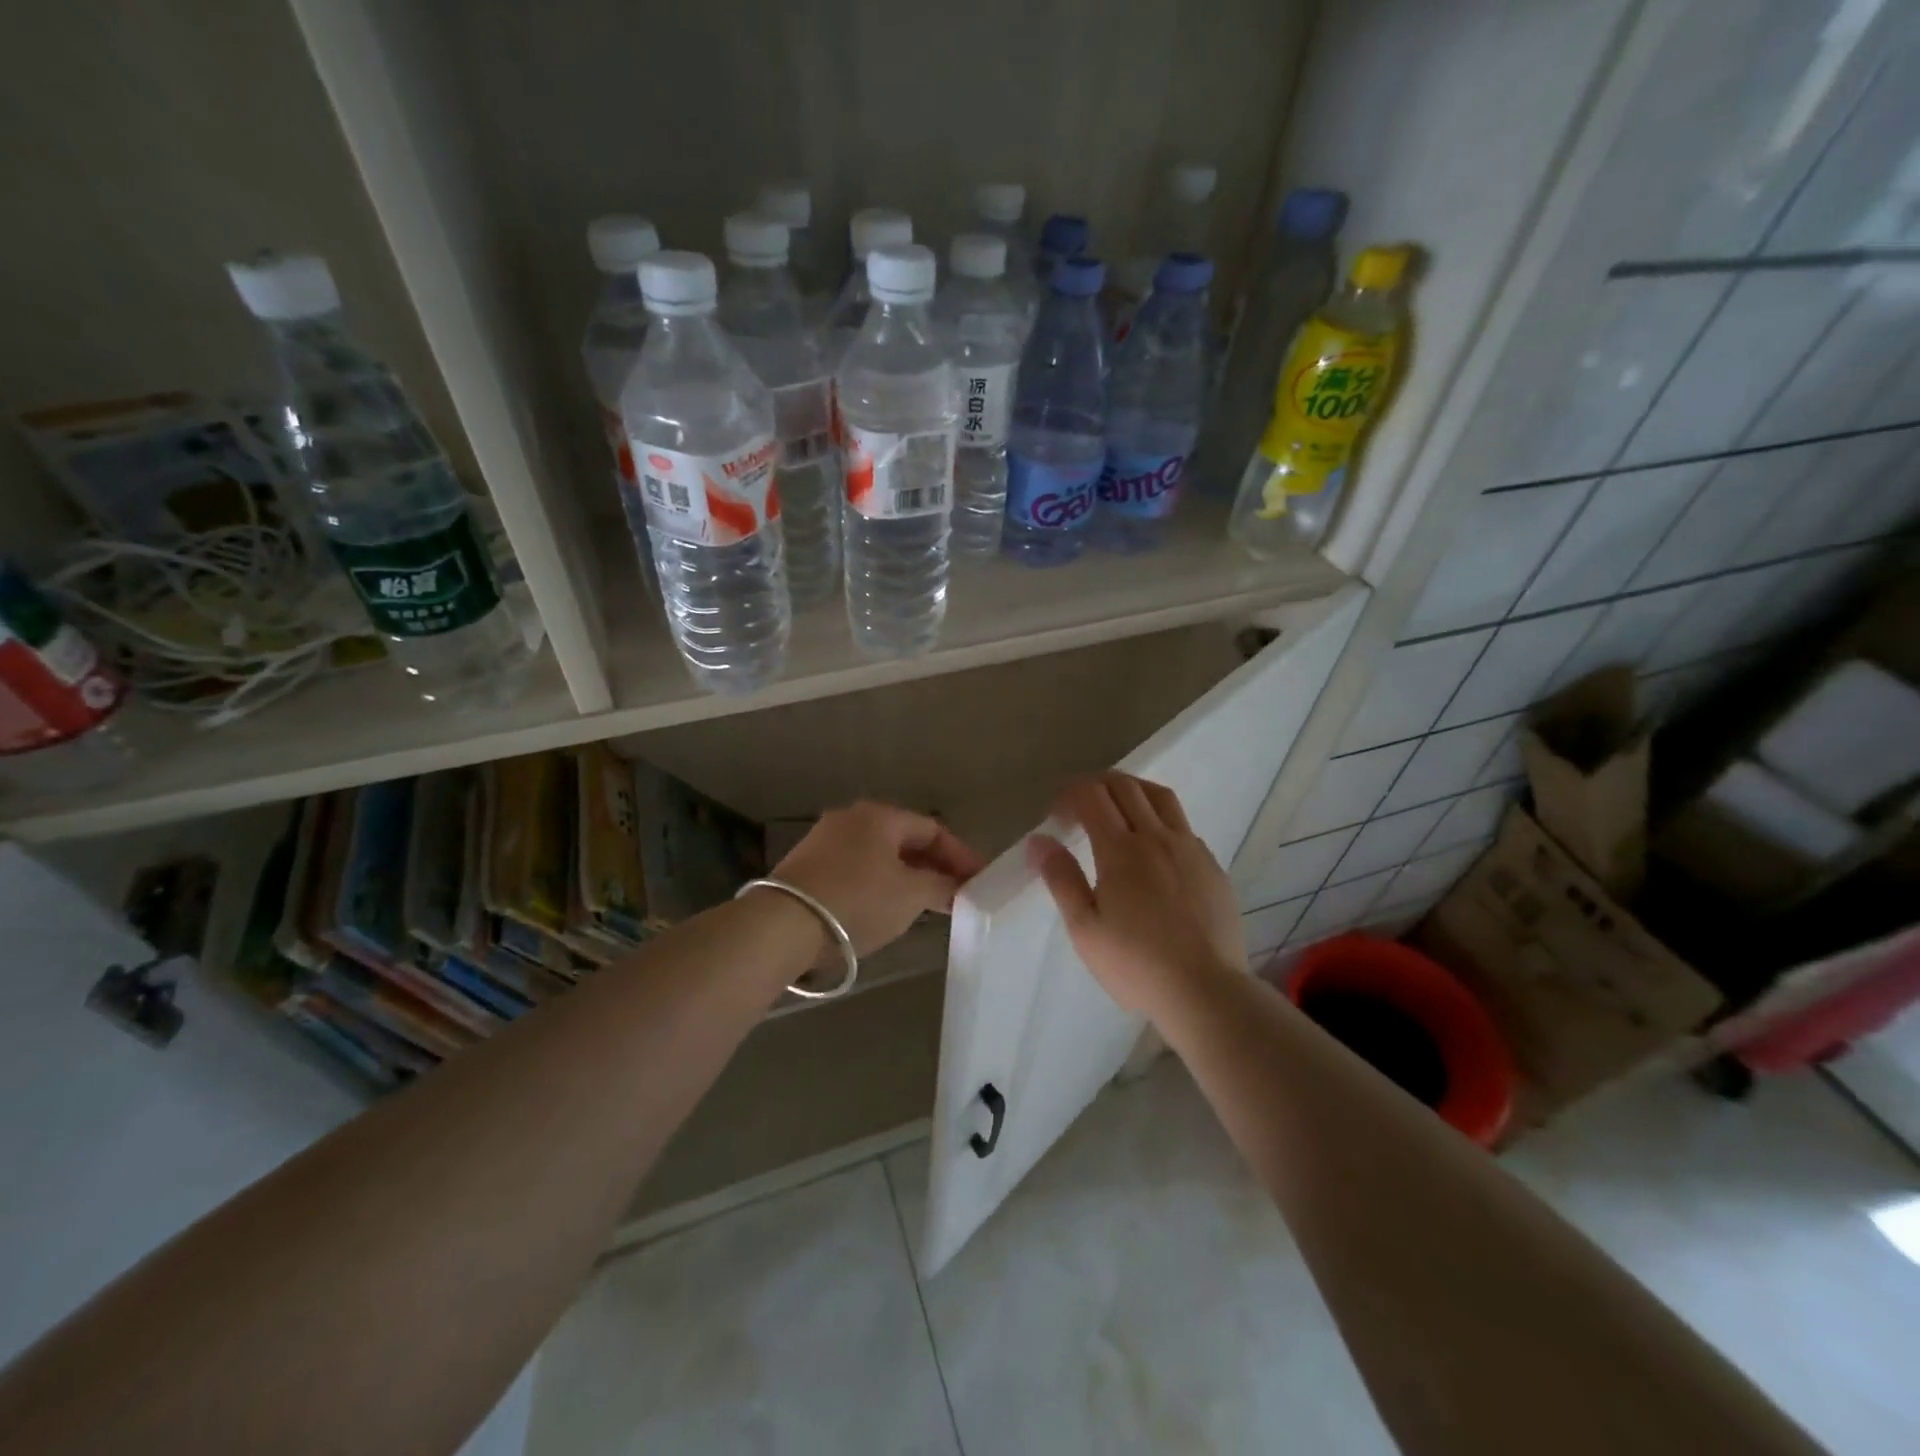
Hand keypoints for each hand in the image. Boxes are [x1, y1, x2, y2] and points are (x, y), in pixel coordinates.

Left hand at [770, 802, 985, 954]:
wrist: (782, 925)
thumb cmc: (857, 901)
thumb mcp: (910, 896)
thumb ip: (941, 887)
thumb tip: (958, 887)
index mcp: (880, 815)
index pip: (933, 829)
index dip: (960, 855)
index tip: (979, 880)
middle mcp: (851, 817)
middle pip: (905, 840)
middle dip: (933, 866)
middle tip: (956, 892)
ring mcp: (825, 839)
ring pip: (880, 854)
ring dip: (907, 876)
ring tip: (927, 903)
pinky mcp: (807, 864)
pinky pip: (856, 868)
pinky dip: (879, 883)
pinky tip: (886, 906)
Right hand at [1028, 772, 1245, 1024]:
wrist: (1205, 990)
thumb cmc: (1136, 964)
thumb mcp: (1085, 928)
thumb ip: (1061, 878)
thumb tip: (1039, 840)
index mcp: (1121, 849)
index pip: (1091, 795)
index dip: (1069, 795)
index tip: (1057, 816)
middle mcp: (1157, 837)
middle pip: (1125, 786)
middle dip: (1096, 784)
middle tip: (1080, 806)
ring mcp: (1189, 848)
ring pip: (1160, 796)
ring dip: (1132, 790)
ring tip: (1117, 808)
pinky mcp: (1211, 865)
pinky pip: (1183, 825)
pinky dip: (1160, 818)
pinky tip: (1154, 847)